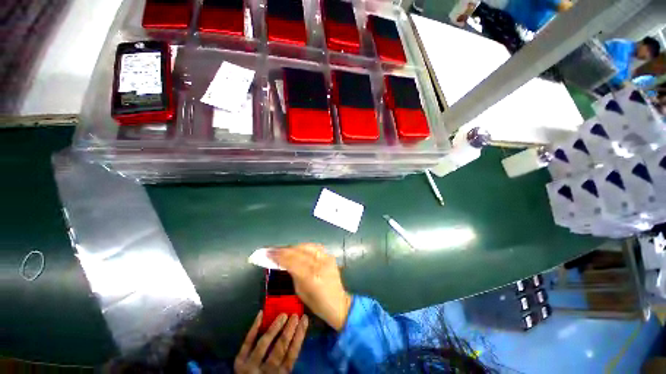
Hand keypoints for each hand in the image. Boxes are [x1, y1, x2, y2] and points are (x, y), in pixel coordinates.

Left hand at [234, 311, 308, 373]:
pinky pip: (246, 343)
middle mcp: (266, 370)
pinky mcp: (239, 362)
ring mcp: (250, 365)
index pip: (292, 353)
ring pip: (264, 343)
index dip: (299, 335)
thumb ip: (287, 363)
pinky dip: (253, 328)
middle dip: (288, 329)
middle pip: (280, 347)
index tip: (304, 320)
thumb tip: (296, 339)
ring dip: (274, 327)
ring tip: (283, 314)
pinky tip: (260, 314)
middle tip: (294, 314)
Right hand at [269, 244, 351, 330]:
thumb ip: (293, 275)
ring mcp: (326, 258)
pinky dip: (305, 246)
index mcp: (310, 277)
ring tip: (284, 249)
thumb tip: (284, 263)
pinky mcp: (330, 256)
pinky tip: (299, 248)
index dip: (278, 256)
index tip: (268, 253)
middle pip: (298, 252)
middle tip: (272, 250)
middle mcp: (318, 264)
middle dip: (283, 250)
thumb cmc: (317, 303)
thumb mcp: (300, 292)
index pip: (291, 261)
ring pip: (306, 247)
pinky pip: (315, 247)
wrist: (338, 302)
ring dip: (293, 247)